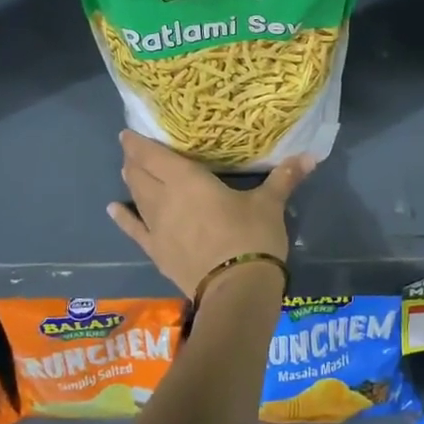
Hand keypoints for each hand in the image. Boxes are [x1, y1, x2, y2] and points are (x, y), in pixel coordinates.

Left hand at [106, 131, 313, 298]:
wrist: (236, 290)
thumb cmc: (252, 237)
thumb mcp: (270, 204)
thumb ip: (285, 177)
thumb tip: (311, 155)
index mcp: (188, 181)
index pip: (154, 156)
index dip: (139, 143)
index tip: (129, 132)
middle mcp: (165, 200)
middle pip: (140, 174)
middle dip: (134, 160)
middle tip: (132, 149)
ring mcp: (157, 228)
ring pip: (136, 197)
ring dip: (131, 181)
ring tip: (128, 170)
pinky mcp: (157, 252)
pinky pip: (134, 230)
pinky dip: (122, 217)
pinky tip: (113, 208)